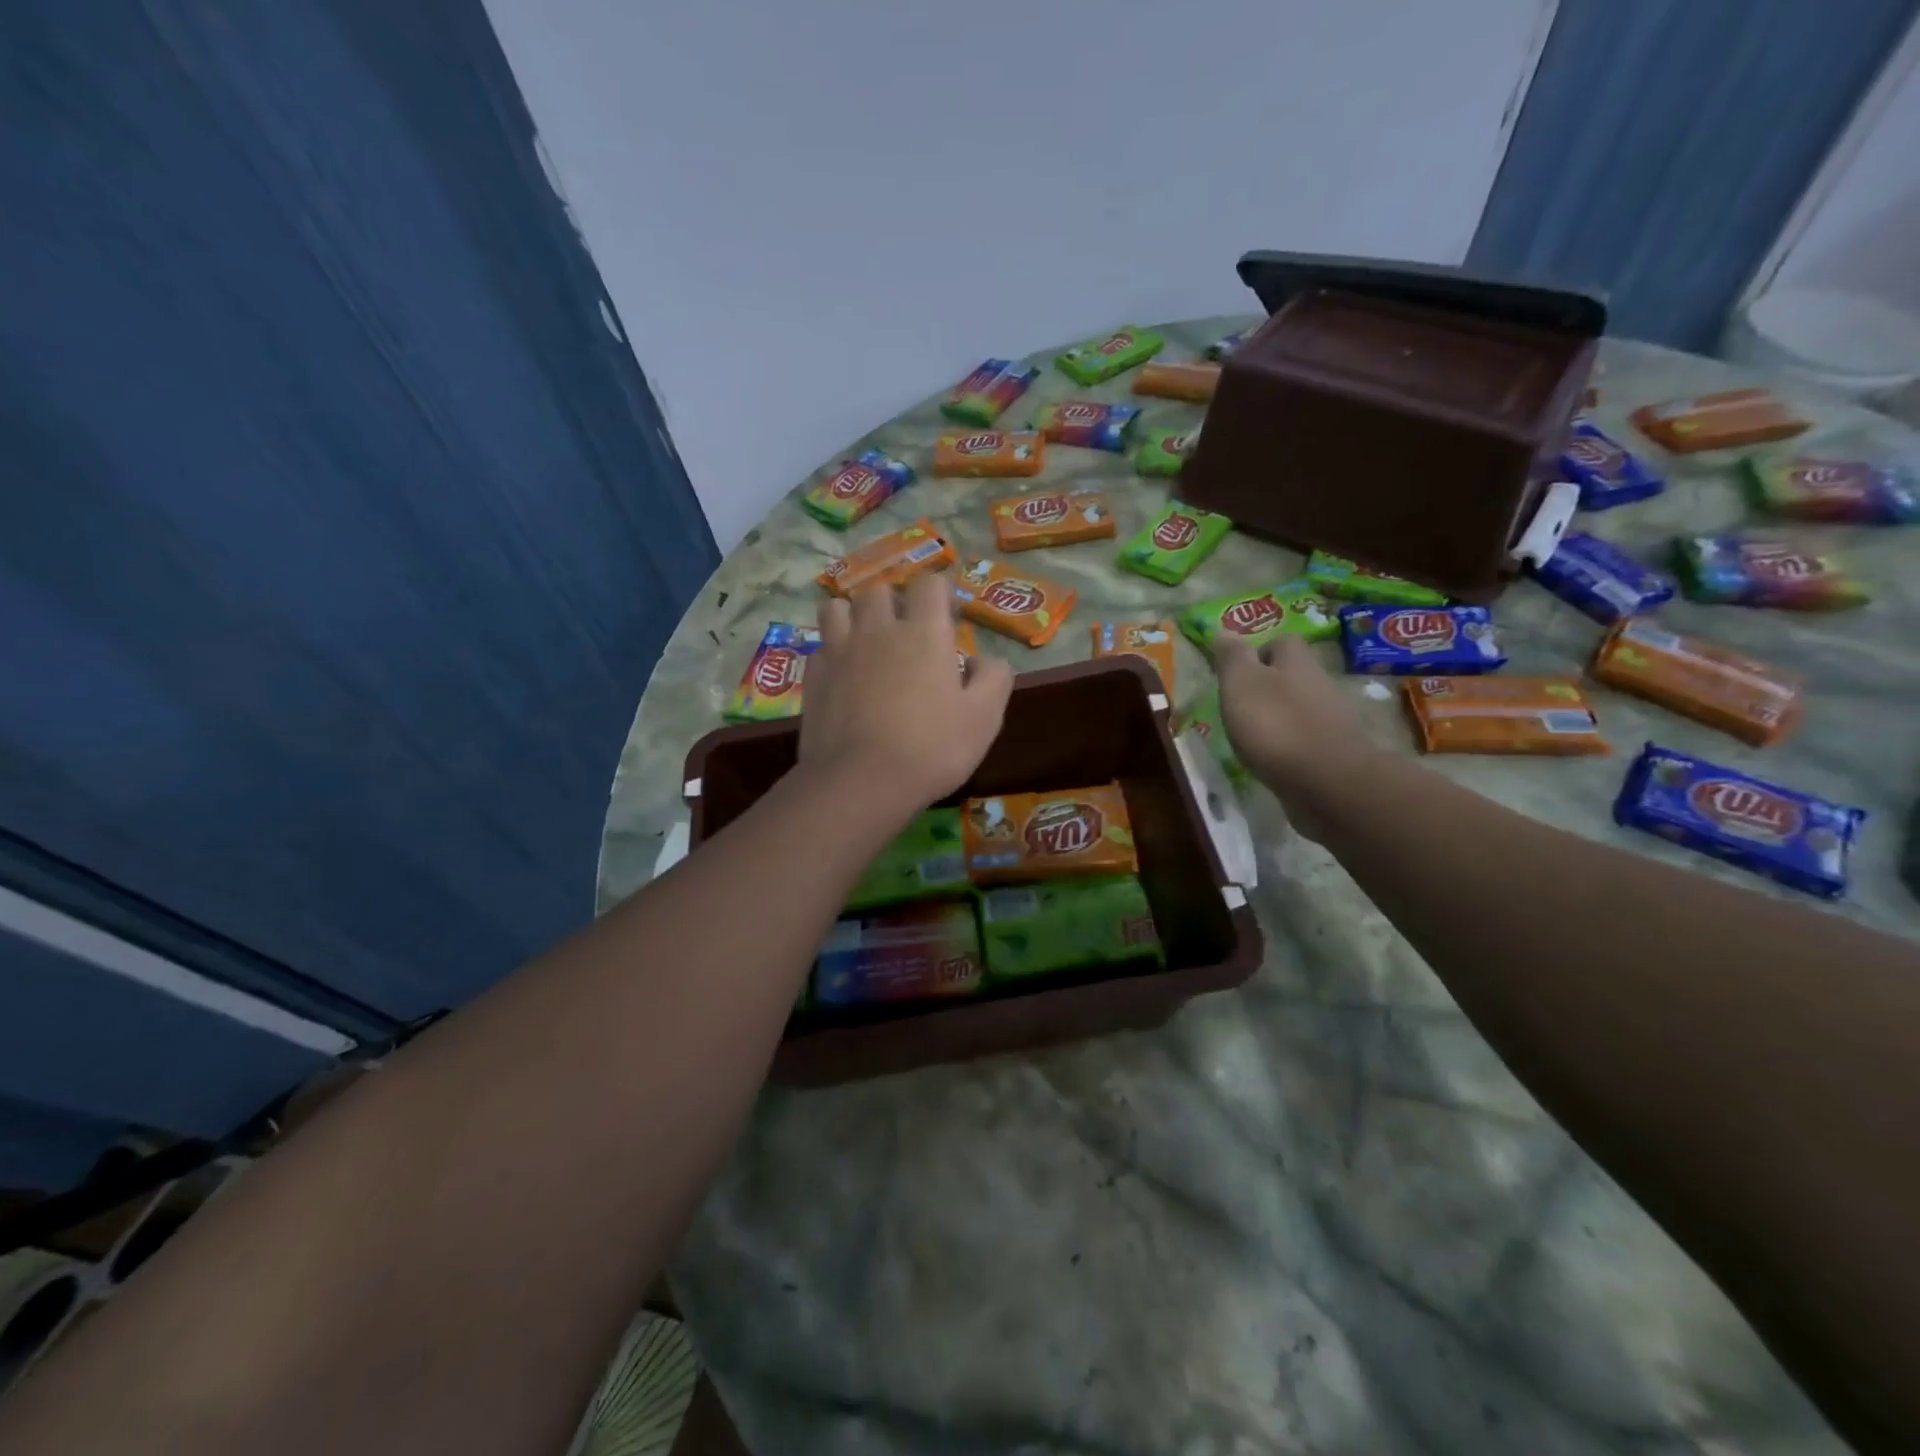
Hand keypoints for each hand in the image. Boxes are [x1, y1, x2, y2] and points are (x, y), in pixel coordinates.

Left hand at [801, 572, 1012, 818]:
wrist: (861, 782)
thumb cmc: (932, 748)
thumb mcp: (985, 717)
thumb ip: (994, 678)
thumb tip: (981, 659)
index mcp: (923, 632)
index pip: (929, 584)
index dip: (940, 596)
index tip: (948, 621)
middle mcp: (878, 630)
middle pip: (880, 591)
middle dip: (895, 604)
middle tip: (906, 634)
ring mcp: (839, 650)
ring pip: (839, 608)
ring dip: (854, 617)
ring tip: (866, 643)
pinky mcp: (813, 676)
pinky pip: (821, 646)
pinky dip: (833, 652)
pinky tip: (843, 675)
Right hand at [1214, 635, 1375, 837]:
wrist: (1327, 782)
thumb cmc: (1276, 725)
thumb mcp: (1241, 684)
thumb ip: (1232, 657)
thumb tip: (1225, 631)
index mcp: (1297, 662)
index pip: (1283, 642)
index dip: (1259, 652)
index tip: (1237, 672)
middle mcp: (1320, 684)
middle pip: (1293, 675)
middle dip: (1269, 686)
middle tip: (1240, 706)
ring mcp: (1331, 720)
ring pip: (1301, 707)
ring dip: (1279, 717)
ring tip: (1252, 736)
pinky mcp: (1335, 752)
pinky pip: (1307, 738)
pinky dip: (1289, 744)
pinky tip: (1272, 759)